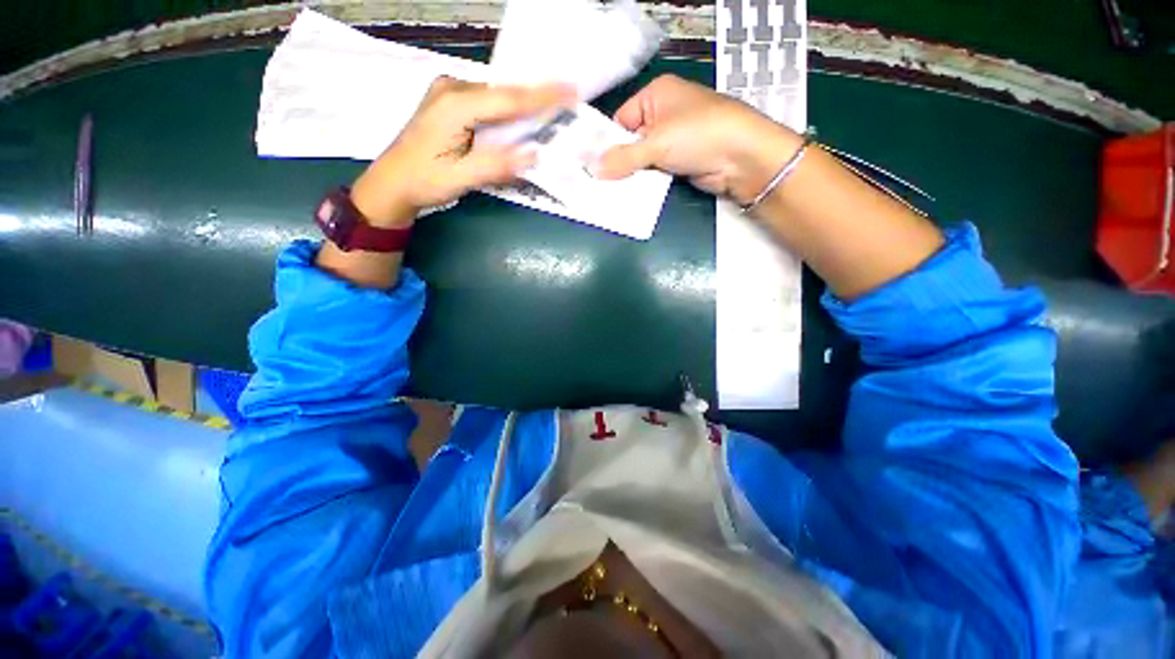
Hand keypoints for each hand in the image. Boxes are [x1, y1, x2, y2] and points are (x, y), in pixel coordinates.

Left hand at [350, 77, 574, 226]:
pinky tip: (522, 120)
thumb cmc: (423, 181)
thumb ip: (496, 165)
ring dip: (524, 106)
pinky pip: (489, 103)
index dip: (542, 96)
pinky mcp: (451, 103)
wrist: (391, 183)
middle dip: (537, 99)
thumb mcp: (460, 178)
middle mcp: (453, 89)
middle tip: (568, 100)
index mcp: (455, 104)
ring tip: (552, 111)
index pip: (508, 99)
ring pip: (498, 97)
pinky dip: (509, 112)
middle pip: (505, 93)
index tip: (572, 91)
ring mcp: (450, 93)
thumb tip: (533, 155)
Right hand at [595, 75, 800, 205]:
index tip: (590, 165)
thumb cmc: (698, 135)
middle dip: (616, 162)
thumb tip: (594, 170)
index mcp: (656, 96)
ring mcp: (671, 141)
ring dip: (629, 175)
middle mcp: (662, 115)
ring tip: (607, 192)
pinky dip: (643, 183)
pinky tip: (627, 195)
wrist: (741, 158)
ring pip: (640, 159)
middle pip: (629, 140)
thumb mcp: (656, 143)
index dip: (605, 141)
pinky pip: (653, 172)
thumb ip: (623, 157)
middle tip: (595, 182)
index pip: (620, 118)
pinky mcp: (678, 163)